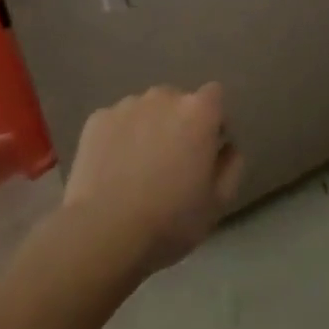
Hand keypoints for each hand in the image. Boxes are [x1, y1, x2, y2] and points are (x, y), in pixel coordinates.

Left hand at [61, 85, 244, 275]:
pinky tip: (112, 170)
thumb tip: (227, 147)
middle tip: (171, 162)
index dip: (212, 120)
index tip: (207, 149)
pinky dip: (118, 138)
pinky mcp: (97, 119)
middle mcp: (163, 97)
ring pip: (145, 110)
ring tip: (137, 168)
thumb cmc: (170, 220)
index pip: (214, 96)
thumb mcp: (217, 203)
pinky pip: (116, 122)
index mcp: (197, 112)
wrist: (104, 232)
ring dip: (147, 128)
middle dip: (178, 123)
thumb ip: (231, 166)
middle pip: (177, 101)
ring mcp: (126, 105)